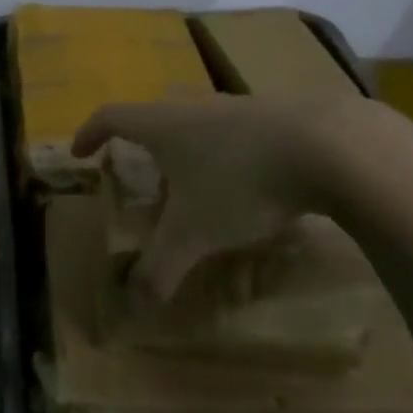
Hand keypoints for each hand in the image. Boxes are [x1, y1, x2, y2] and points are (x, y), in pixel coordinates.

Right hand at [71, 93, 400, 300]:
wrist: (332, 147)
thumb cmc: (241, 183)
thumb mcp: (194, 233)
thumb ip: (160, 267)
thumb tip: (134, 305)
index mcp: (164, 126)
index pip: (112, 116)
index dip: (90, 133)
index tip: (80, 153)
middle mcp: (197, 107)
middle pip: (157, 116)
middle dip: (144, 143)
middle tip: (144, 172)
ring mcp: (242, 107)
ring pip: (202, 123)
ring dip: (192, 149)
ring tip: (198, 185)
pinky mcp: (281, 116)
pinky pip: (242, 133)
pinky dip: (233, 155)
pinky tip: (253, 186)